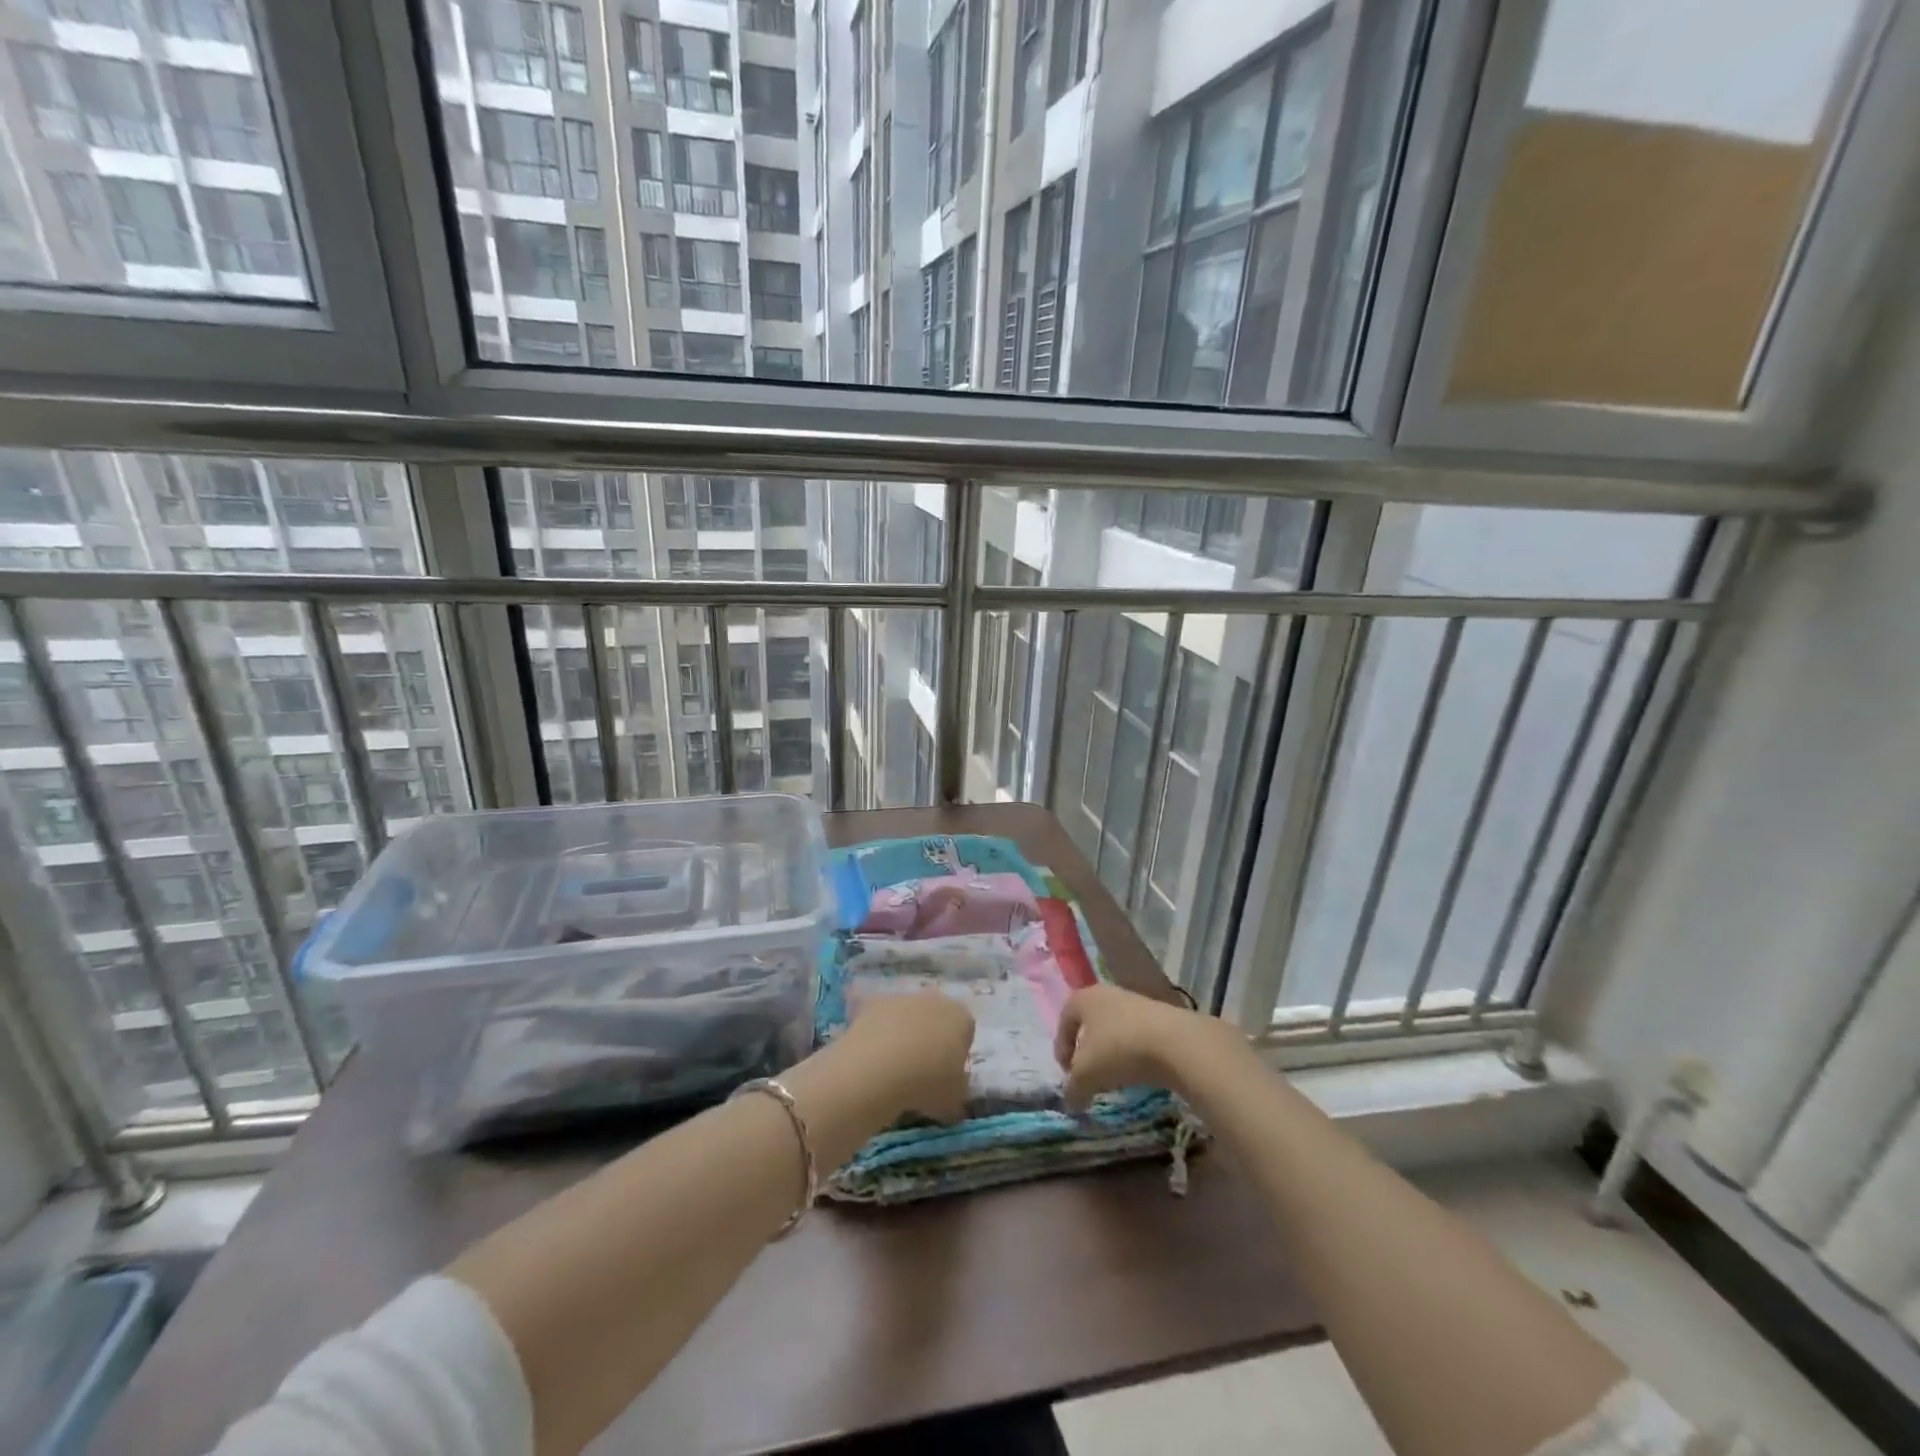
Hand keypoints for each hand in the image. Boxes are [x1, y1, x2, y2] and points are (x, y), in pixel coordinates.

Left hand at [837, 989, 975, 1123]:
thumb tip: (954, 1084)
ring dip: (903, 1035)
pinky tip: (873, 1060)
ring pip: (907, 1017)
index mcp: (961, 1017)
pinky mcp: (873, 1004)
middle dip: (930, 1039)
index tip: (947, 1075)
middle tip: (921, 1071)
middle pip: (936, 1018)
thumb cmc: (927, 1083)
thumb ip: (958, 1087)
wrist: (878, 1069)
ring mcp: (902, 998)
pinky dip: (878, 1036)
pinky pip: (881, 1021)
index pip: (965, 1031)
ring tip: (893, 1070)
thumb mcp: (955, 1098)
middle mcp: (934, 999)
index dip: (957, 1053)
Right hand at [1053, 984, 1239, 1108]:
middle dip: (1087, 1050)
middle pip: (1090, 1022)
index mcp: (1084, 999)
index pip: (1065, 1019)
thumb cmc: (1118, 1050)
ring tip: (1115, 1078)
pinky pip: (1138, 1035)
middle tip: (1088, 1075)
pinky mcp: (1160, 1016)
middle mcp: (1108, 994)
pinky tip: (1138, 1073)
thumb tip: (1070, 1102)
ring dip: (1111, 1053)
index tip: (1067, 1073)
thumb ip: (1073, 1089)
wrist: (1175, 1043)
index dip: (1061, 1047)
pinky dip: (1133, 1054)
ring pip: (1115, 1029)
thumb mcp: (1086, 1075)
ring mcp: (1136, 1002)